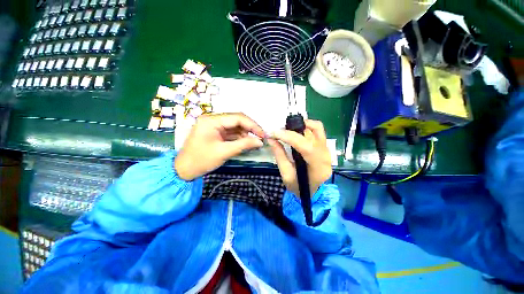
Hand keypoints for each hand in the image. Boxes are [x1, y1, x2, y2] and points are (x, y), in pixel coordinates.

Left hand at [175, 113, 264, 180]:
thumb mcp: (224, 152)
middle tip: (260, 138)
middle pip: (236, 120)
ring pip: (235, 126)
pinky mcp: (215, 132)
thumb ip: (243, 145)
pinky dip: (239, 137)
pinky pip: (230, 132)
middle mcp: (213, 119)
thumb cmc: (201, 160)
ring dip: (245, 133)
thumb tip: (260, 141)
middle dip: (249, 128)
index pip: (237, 117)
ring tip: (253, 142)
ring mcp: (214, 125)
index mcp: (212, 120)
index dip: (252, 125)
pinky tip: (245, 142)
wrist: (184, 170)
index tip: (262, 134)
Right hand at [268, 120, 331, 196]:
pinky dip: (307, 126)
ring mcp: (327, 149)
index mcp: (318, 167)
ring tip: (287, 129)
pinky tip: (296, 129)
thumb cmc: (299, 187)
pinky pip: (318, 130)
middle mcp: (326, 155)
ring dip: (300, 125)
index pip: (306, 147)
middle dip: (292, 130)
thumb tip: (271, 139)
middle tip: (278, 132)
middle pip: (312, 134)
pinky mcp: (325, 146)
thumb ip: (279, 155)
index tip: (274, 133)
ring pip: (316, 128)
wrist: (312, 191)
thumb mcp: (286, 175)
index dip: (289, 137)